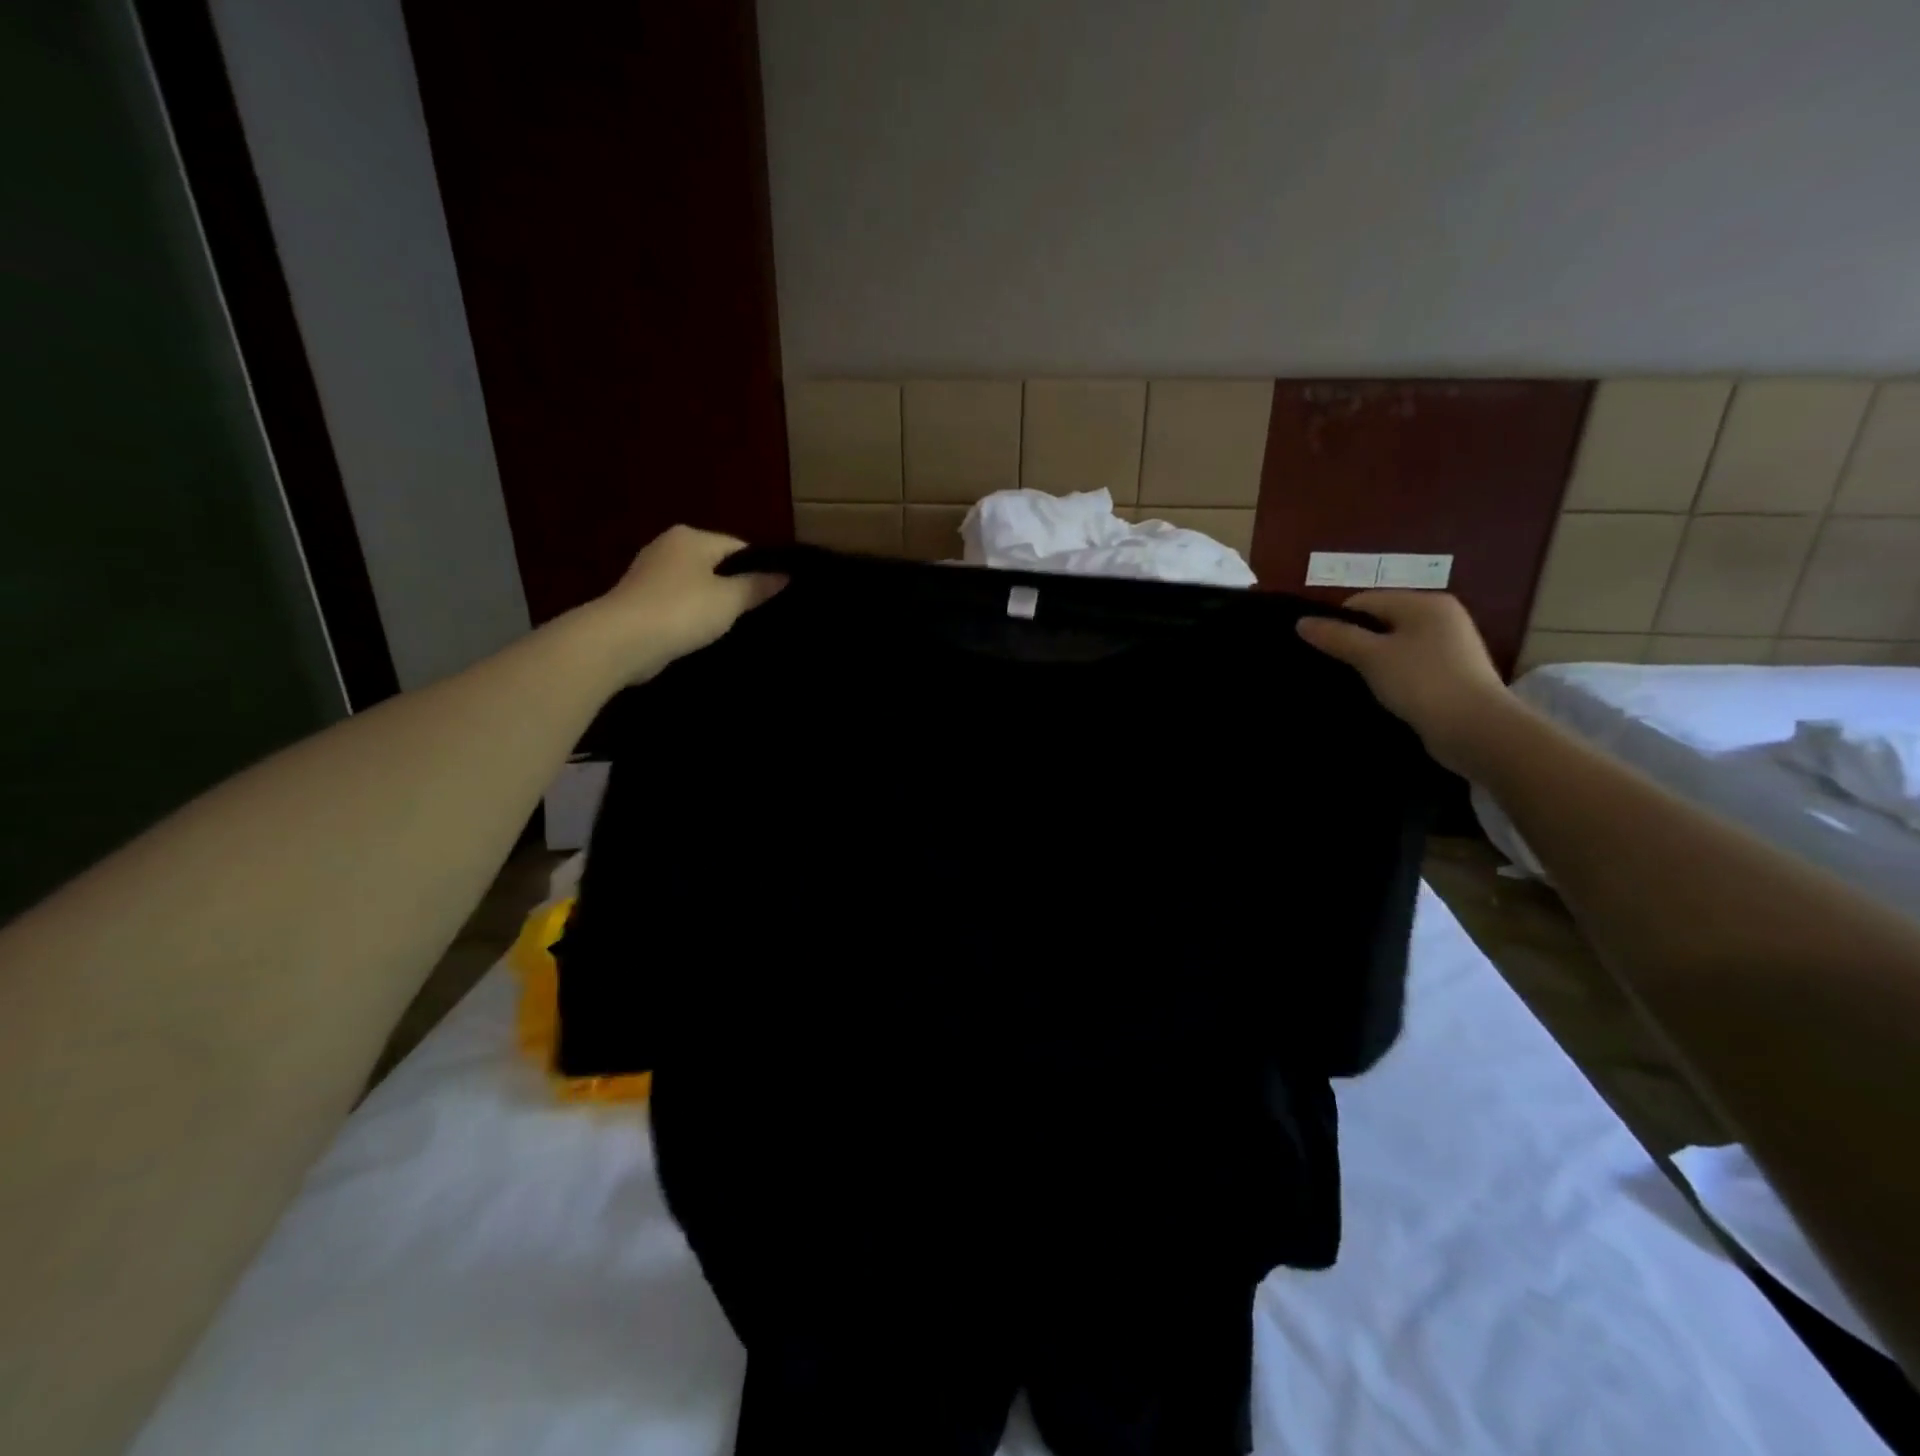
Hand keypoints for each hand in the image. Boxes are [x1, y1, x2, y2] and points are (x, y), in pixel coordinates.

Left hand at [586, 525, 785, 680]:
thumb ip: (758, 585)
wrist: (621, 641)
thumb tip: (785, 575)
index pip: (739, 547)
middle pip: (716, 565)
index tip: (775, 595)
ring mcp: (649, 573)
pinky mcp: (639, 600)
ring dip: (712, 603)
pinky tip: (702, 634)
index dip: (760, 569)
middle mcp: (668, 546)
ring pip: (696, 585)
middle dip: (735, 587)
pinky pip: (677, 603)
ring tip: (734, 627)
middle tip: (759, 614)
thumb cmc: (682, 611)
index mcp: (691, 537)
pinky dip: (691, 615)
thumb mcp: (730, 599)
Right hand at [1296, 592, 1511, 773]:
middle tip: (1335, 667)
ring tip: (1356, 682)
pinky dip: (1392, 674)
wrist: (1476, 729)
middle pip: (1381, 621)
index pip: (1365, 601)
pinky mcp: (1453, 672)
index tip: (1321, 650)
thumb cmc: (1421, 682)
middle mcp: (1441, 616)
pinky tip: (1382, 693)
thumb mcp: (1371, 657)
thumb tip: (1301, 622)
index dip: (1338, 622)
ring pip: (1395, 644)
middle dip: (1356, 641)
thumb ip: (1336, 637)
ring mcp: (1451, 645)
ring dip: (1373, 660)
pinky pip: (1410, 664)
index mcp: (1424, 603)